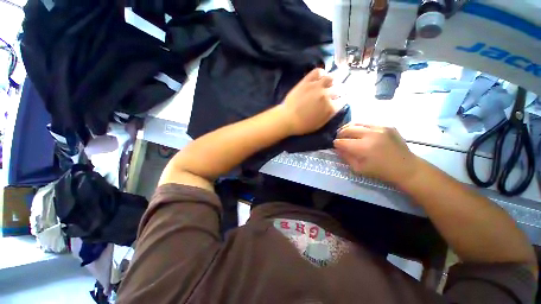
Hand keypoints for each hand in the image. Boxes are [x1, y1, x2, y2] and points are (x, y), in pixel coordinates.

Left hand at [280, 68, 340, 135]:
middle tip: (339, 90)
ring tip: (331, 82)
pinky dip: (322, 72)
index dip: (344, 99)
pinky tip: (321, 76)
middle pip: (341, 88)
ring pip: (332, 77)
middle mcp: (326, 94)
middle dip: (342, 90)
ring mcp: (317, 86)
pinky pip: (318, 71)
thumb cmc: (303, 125)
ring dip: (334, 80)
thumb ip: (330, 113)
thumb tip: (337, 104)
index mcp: (330, 107)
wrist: (287, 119)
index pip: (344, 99)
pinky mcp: (307, 81)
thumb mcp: (320, 124)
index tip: (342, 98)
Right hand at [333, 123, 422, 186]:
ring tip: (346, 133)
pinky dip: (360, 127)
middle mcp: (370, 134)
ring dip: (348, 128)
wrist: (406, 167)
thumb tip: (337, 148)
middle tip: (339, 138)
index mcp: (363, 147)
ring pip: (356, 123)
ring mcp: (380, 128)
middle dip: (339, 134)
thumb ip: (345, 157)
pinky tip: (360, 132)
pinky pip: (367, 123)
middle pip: (347, 129)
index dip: (335, 144)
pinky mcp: (387, 125)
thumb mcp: (358, 169)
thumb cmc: (380, 171)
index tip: (335, 146)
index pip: (341, 142)